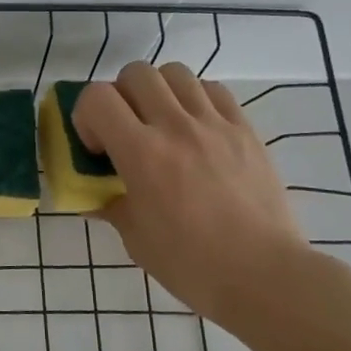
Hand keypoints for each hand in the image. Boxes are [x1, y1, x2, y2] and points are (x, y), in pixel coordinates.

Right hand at [72, 62, 309, 326]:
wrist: (264, 276)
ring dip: (158, 91)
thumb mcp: (135, 238)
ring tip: (161, 123)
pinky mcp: (245, 130)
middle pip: (136, 73)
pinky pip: (213, 91)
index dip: (86, 115)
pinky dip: (195, 98)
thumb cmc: (191, 264)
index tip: (96, 147)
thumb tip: (94, 194)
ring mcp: (215, 125)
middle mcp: (176, 127)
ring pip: (176, 73)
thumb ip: (111, 204)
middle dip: (120, 96)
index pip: (97, 97)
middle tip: (125, 130)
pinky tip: (195, 128)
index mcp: (142, 154)